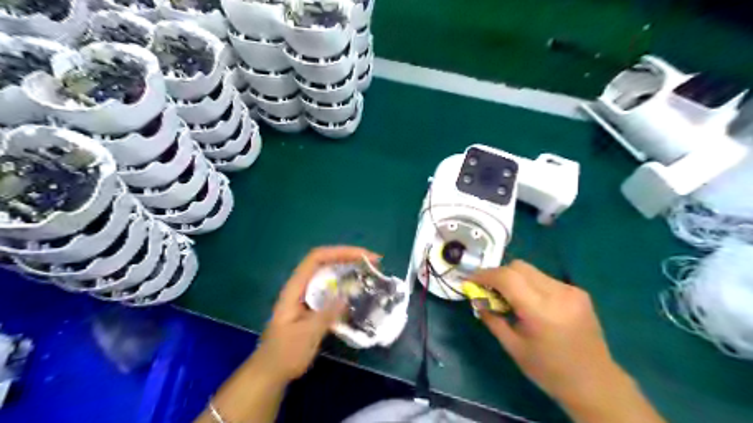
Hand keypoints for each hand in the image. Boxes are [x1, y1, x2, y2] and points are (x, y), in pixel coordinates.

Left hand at [253, 245, 382, 382]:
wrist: (270, 373)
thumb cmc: (284, 355)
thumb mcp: (306, 335)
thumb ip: (326, 313)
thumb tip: (348, 294)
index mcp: (295, 288)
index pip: (317, 258)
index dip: (340, 252)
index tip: (364, 257)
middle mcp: (301, 286)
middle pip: (325, 262)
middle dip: (349, 258)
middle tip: (375, 263)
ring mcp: (307, 296)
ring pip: (329, 274)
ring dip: (349, 271)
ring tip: (370, 274)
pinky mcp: (313, 306)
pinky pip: (332, 289)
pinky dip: (346, 286)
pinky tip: (358, 293)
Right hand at [469, 261, 624, 408]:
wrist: (596, 383)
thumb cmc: (549, 371)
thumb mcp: (513, 347)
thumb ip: (492, 318)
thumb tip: (477, 299)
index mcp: (541, 311)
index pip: (507, 277)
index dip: (485, 274)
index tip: (471, 280)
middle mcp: (558, 294)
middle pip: (519, 266)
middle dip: (499, 274)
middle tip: (489, 290)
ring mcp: (571, 291)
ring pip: (531, 270)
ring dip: (514, 279)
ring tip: (510, 299)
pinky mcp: (578, 292)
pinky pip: (544, 279)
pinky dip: (530, 285)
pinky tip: (531, 303)